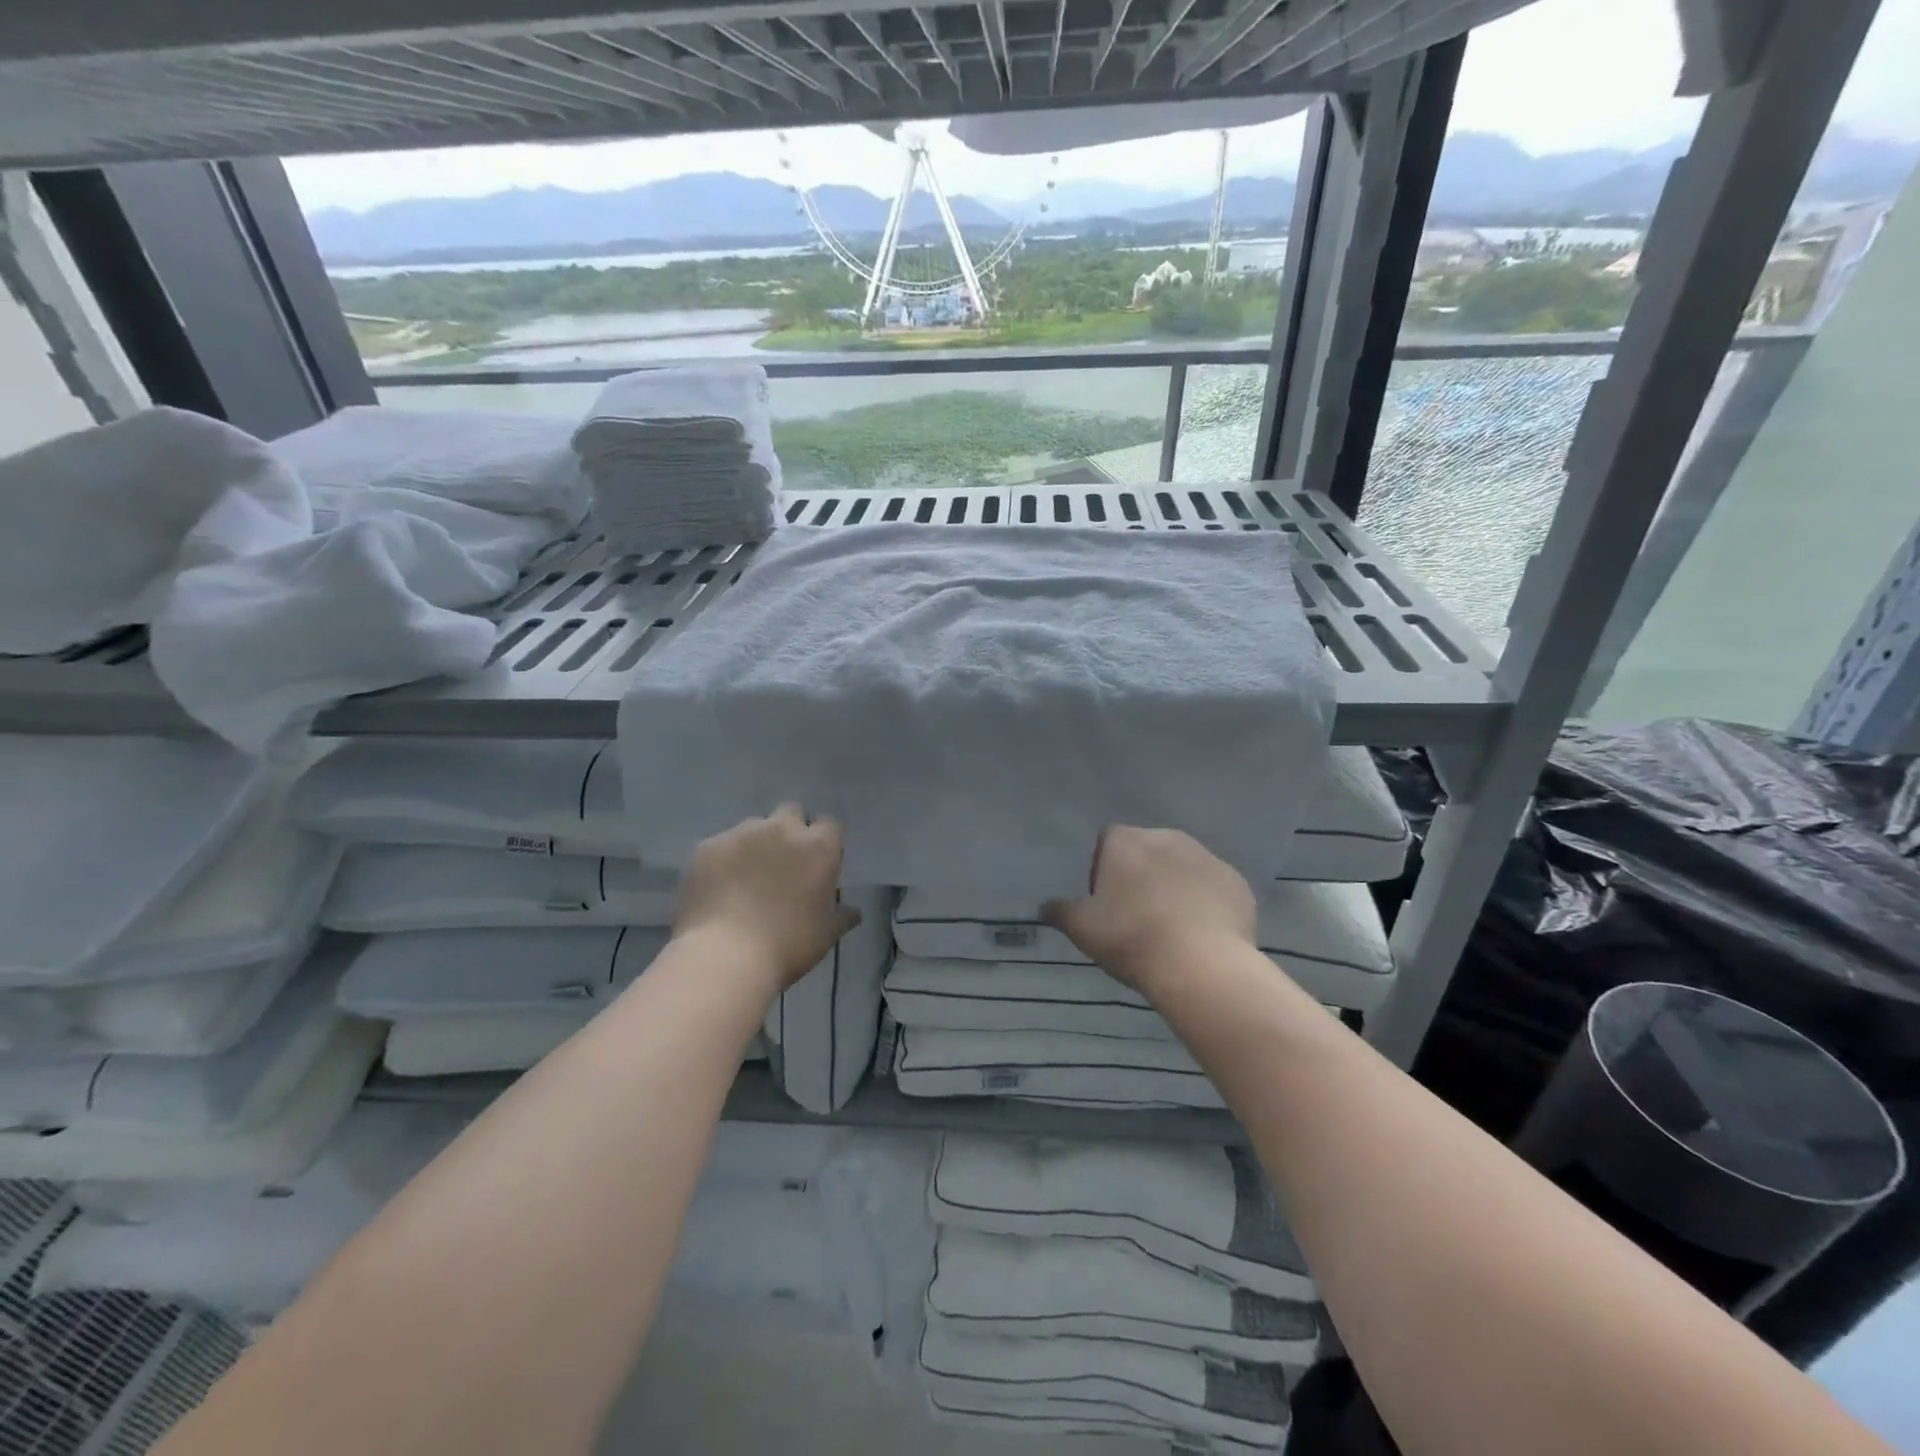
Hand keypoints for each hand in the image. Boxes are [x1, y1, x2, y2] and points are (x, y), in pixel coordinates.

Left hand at [673, 804, 860, 994]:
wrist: (724, 956)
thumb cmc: (787, 945)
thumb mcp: (825, 935)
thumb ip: (842, 916)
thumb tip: (853, 912)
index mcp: (818, 846)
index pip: (830, 825)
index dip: (825, 841)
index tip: (818, 864)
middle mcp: (782, 829)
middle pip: (791, 812)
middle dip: (791, 830)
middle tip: (784, 865)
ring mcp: (741, 833)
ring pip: (754, 827)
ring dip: (756, 844)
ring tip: (746, 879)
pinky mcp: (707, 846)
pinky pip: (721, 846)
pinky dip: (724, 860)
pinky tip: (719, 889)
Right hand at [1043, 826, 1256, 997]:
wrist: (1201, 964)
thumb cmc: (1131, 937)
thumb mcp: (1082, 928)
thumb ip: (1060, 911)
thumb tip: (1043, 907)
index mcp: (1126, 840)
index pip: (1107, 842)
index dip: (1103, 870)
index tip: (1105, 903)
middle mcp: (1167, 836)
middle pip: (1146, 851)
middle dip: (1140, 876)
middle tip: (1135, 917)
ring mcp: (1207, 857)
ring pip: (1181, 867)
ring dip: (1173, 887)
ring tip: (1169, 928)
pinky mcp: (1236, 882)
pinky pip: (1212, 887)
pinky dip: (1205, 903)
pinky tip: (1200, 934)